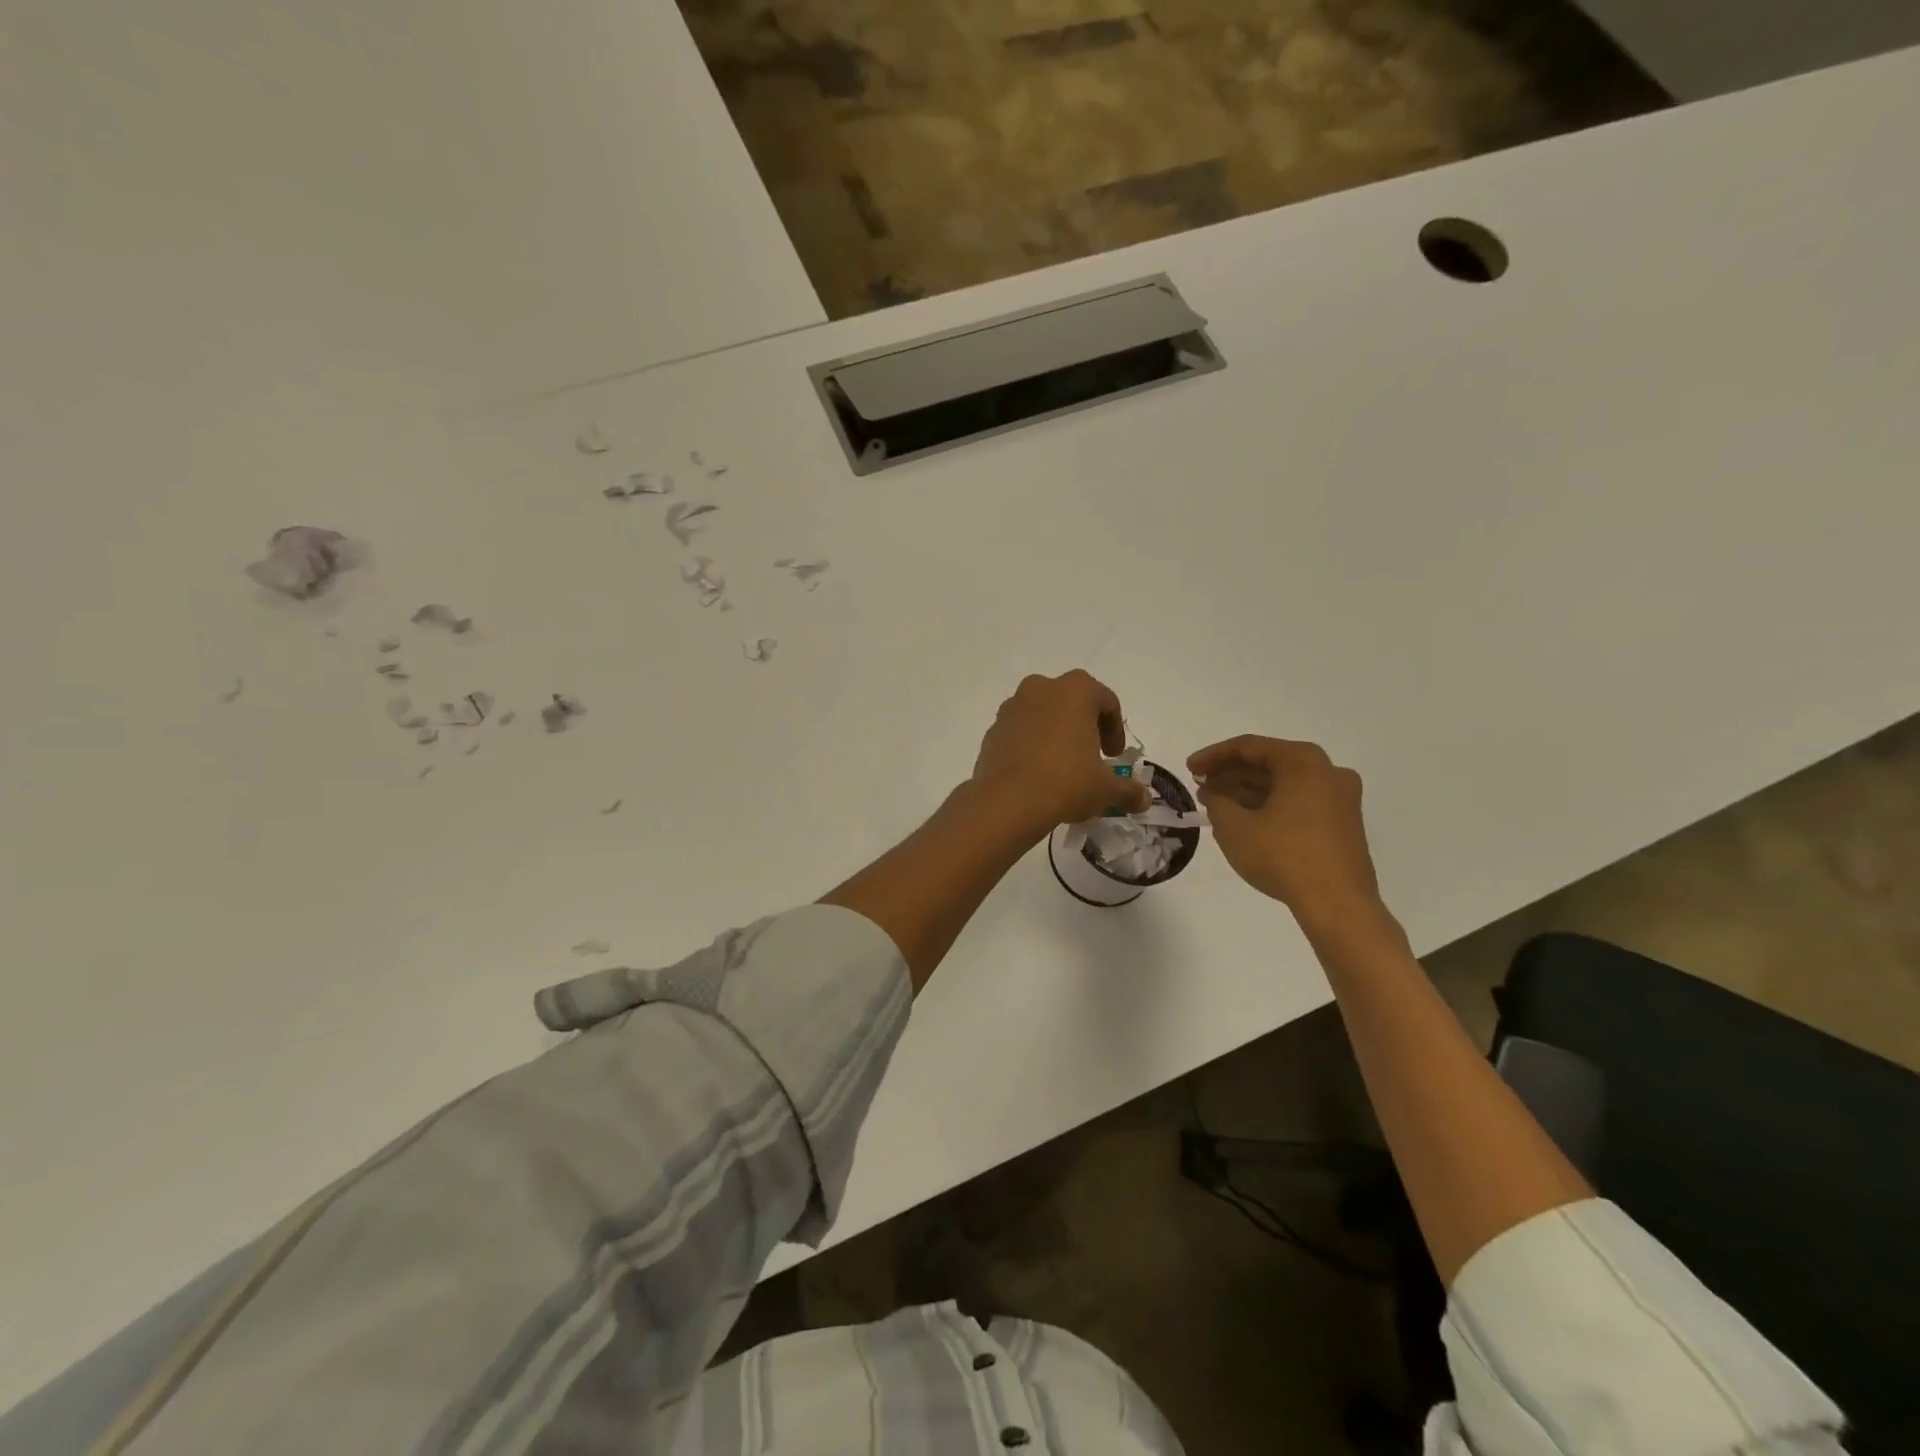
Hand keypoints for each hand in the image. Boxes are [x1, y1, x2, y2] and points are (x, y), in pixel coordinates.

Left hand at [971, 671, 1150, 835]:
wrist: (1008, 801)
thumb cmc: (1066, 782)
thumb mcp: (1105, 788)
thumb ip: (1128, 790)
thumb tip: (1144, 800)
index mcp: (1074, 691)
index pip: (1106, 701)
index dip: (1115, 729)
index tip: (1114, 756)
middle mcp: (1041, 689)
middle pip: (1071, 701)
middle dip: (1084, 725)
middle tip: (1091, 755)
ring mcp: (1012, 708)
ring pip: (1042, 714)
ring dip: (1055, 732)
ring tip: (1062, 765)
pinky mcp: (992, 730)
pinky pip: (1019, 731)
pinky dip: (1030, 744)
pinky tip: (1037, 773)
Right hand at [1187, 735, 1385, 931]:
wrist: (1337, 904)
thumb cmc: (1283, 856)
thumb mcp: (1234, 827)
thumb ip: (1216, 801)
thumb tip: (1214, 793)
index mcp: (1303, 762)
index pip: (1249, 747)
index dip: (1213, 756)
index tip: (1189, 768)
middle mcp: (1327, 771)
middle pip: (1269, 763)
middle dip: (1231, 774)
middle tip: (1201, 786)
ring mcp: (1340, 798)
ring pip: (1284, 784)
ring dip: (1248, 791)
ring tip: (1216, 805)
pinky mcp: (1343, 823)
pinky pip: (1299, 801)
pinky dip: (1270, 805)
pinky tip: (1245, 820)